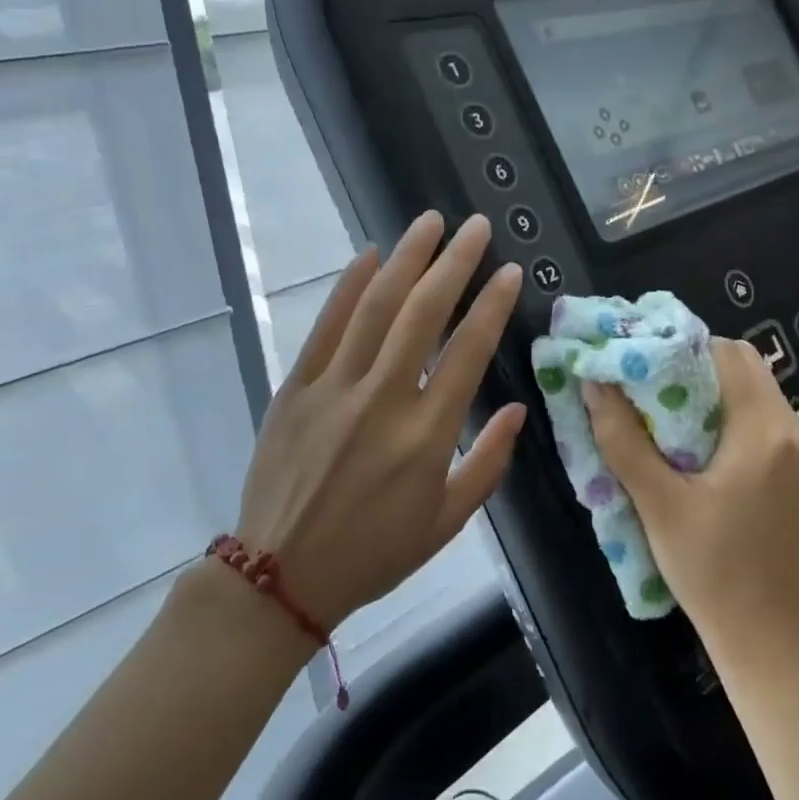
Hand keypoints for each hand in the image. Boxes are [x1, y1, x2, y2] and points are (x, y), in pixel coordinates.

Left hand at [233, 211, 525, 630]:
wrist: (281, 576)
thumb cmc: (374, 553)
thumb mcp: (447, 522)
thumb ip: (489, 463)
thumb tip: (518, 409)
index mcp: (426, 435)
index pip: (468, 352)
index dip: (491, 305)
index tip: (508, 271)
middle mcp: (381, 400)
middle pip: (423, 314)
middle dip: (454, 263)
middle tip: (474, 227)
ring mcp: (333, 389)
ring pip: (375, 308)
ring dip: (405, 259)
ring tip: (429, 223)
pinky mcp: (295, 388)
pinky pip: (325, 327)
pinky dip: (349, 286)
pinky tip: (370, 255)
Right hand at [584, 339, 798, 657]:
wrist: (767, 633)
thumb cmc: (711, 569)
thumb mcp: (658, 504)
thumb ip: (623, 440)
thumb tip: (594, 384)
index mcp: (763, 430)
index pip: (725, 353)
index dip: (679, 347)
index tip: (638, 359)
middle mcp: (791, 428)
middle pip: (742, 364)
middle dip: (692, 363)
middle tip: (646, 383)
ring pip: (751, 388)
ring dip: (708, 387)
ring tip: (661, 407)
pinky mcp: (796, 467)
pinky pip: (758, 415)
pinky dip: (725, 411)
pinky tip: (691, 437)